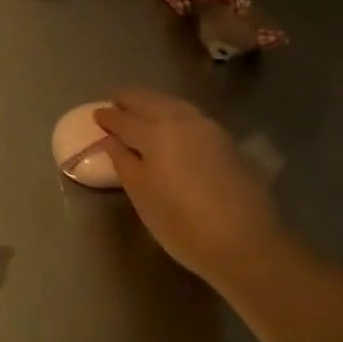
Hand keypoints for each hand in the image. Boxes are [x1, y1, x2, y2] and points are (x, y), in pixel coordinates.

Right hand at [95, 89, 281, 284]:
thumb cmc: (182, 224)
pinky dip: (172, 111)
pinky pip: (189, 113)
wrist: (245, 241)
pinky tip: (170, 123)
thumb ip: (123, 162)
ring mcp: (206, 126)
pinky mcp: (225, 138)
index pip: (124, 119)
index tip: (96, 116)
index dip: (108, 117)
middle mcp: (180, 120)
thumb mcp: (142, 196)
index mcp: (154, 133)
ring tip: (140, 110)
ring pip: (172, 103)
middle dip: (129, 99)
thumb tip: (111, 139)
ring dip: (152, 102)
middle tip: (115, 104)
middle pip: (149, 100)